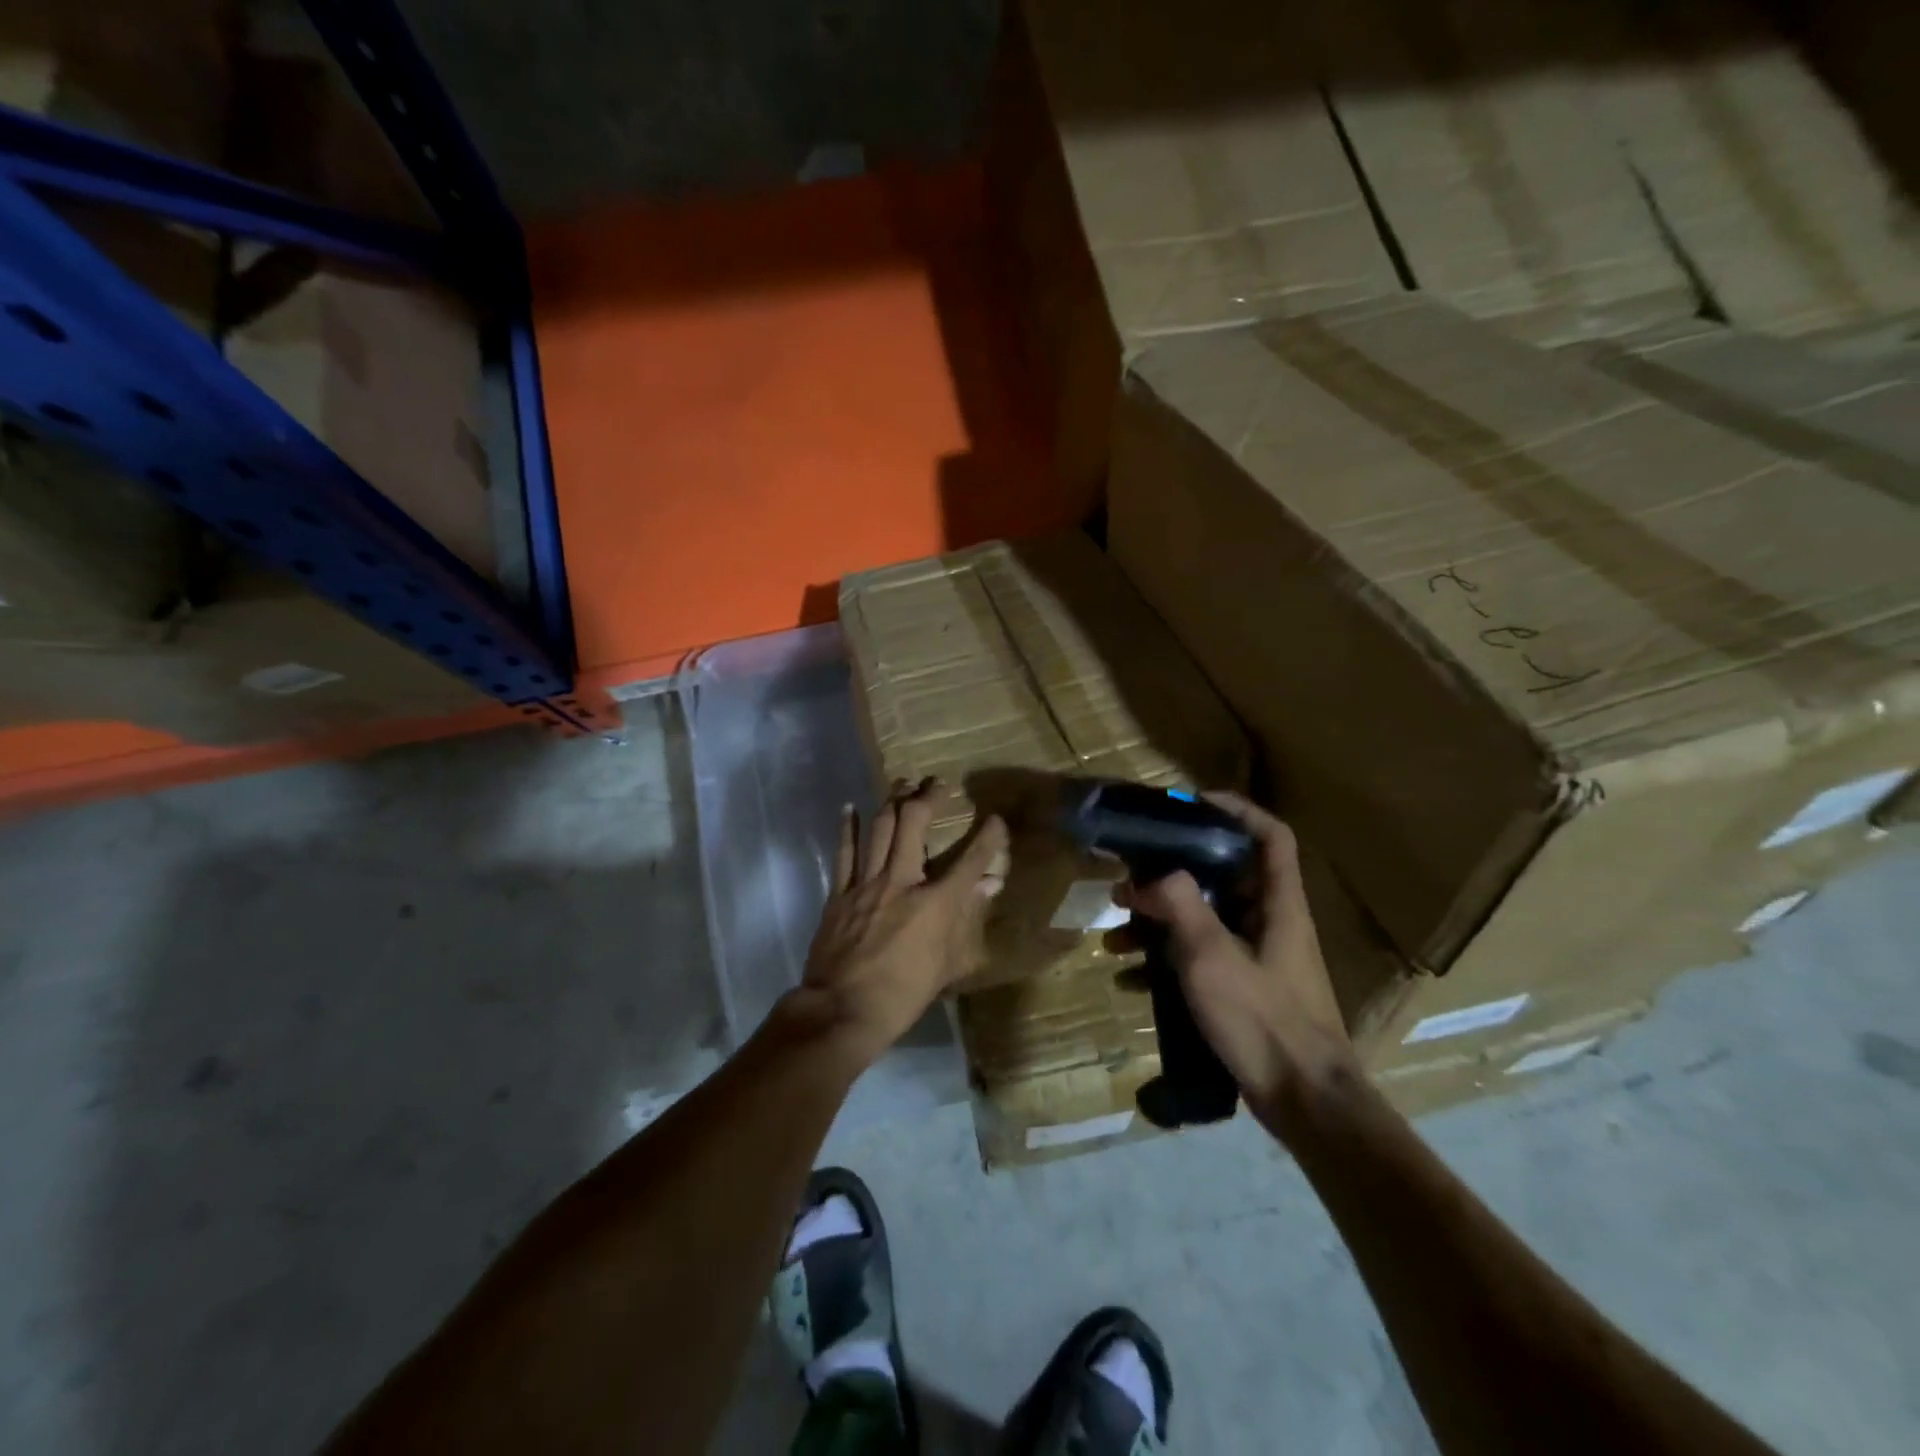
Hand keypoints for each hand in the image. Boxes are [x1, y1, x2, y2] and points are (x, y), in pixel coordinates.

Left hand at [798, 779, 1007, 1063]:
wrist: (843, 1009)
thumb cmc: (904, 994)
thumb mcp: (949, 964)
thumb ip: (970, 919)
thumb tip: (991, 885)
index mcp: (936, 903)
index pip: (972, 859)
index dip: (989, 836)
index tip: (996, 820)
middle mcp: (902, 881)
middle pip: (914, 823)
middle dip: (928, 796)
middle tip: (937, 784)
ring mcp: (867, 883)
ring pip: (880, 827)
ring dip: (893, 800)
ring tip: (903, 783)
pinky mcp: (840, 893)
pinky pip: (844, 851)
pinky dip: (848, 827)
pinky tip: (851, 807)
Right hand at [1120, 793, 1353, 1119]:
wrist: (1304, 1102)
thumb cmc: (1263, 1020)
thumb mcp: (1212, 956)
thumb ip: (1179, 906)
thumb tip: (1147, 876)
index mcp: (1278, 903)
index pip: (1270, 835)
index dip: (1236, 810)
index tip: (1190, 804)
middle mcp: (1269, 921)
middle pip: (1222, 875)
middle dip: (1170, 873)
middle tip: (1128, 877)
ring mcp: (1256, 957)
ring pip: (1203, 918)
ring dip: (1158, 921)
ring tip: (1115, 932)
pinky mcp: (1242, 988)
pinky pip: (1198, 957)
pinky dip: (1163, 960)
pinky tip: (1127, 977)